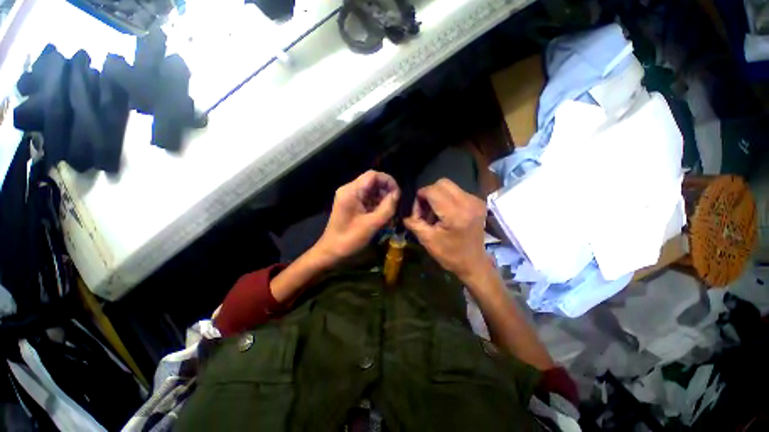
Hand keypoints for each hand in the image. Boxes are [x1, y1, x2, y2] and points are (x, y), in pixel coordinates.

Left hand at [315, 170, 399, 263]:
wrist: (331, 252)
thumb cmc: (350, 239)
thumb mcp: (372, 224)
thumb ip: (387, 207)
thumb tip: (397, 195)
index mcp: (351, 191)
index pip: (373, 175)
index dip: (388, 181)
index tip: (398, 195)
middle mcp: (349, 190)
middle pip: (373, 183)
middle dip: (386, 192)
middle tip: (395, 206)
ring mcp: (350, 197)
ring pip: (371, 192)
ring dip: (383, 200)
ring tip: (390, 214)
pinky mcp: (351, 205)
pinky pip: (367, 200)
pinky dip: (376, 206)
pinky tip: (383, 217)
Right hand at [404, 178, 489, 282]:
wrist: (474, 263)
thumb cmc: (450, 254)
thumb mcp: (427, 240)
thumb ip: (414, 223)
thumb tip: (407, 213)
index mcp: (455, 214)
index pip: (433, 191)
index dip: (420, 197)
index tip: (417, 211)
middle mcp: (468, 202)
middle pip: (442, 183)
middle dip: (429, 194)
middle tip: (425, 210)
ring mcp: (475, 201)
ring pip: (449, 186)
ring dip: (437, 196)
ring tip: (435, 214)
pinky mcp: (478, 202)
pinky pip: (457, 192)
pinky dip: (446, 199)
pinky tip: (445, 213)